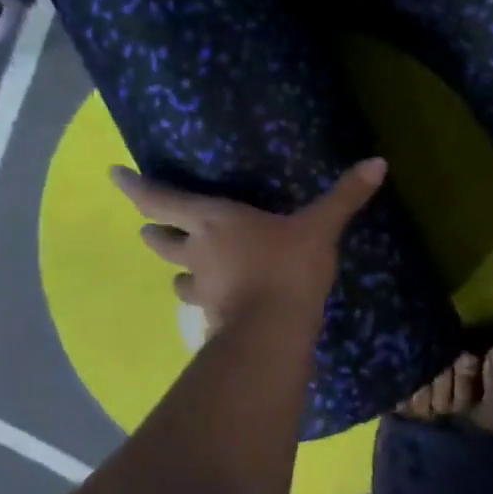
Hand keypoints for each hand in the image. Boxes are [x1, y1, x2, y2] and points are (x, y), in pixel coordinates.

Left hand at [112, 158, 387, 333]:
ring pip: (177, 278)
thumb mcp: (320, 227)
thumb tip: (379, 162)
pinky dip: (204, 301)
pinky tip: (216, 304)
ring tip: (186, 270)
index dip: (135, 187)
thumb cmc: (288, 266)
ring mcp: (202, 289)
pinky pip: (201, 306)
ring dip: (178, 271)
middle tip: (149, 226)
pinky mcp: (213, 319)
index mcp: (214, 220)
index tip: (113, 174)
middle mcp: (198, 252)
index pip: (161, 199)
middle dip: (153, 230)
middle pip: (161, 240)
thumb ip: (346, 196)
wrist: (274, 331)